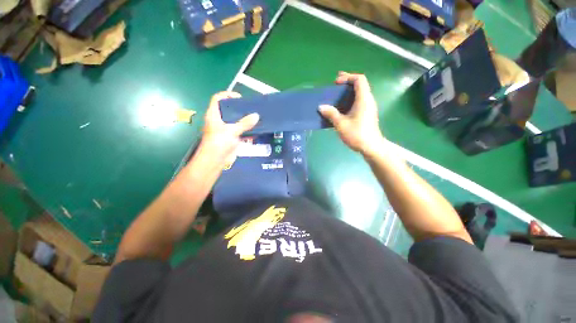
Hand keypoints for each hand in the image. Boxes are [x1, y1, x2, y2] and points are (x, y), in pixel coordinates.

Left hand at [200, 91, 258, 162]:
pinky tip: (256, 131)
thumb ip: (244, 123)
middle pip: (228, 110)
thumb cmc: (219, 143)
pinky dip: (247, 131)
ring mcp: (225, 130)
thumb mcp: (232, 131)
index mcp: (214, 115)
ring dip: (245, 120)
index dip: (227, 95)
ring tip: (256, 118)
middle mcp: (219, 121)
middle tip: (251, 109)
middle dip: (240, 109)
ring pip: (235, 121)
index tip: (240, 98)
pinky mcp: (230, 138)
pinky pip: (240, 131)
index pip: (218, 99)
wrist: (214, 161)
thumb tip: (256, 115)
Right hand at [319, 72, 385, 156]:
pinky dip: (350, 99)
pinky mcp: (367, 113)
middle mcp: (368, 100)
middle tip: (335, 85)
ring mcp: (369, 107)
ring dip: (348, 91)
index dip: (348, 77)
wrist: (371, 147)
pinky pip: (359, 101)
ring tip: (336, 95)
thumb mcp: (341, 124)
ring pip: (360, 93)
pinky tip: (342, 107)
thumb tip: (321, 107)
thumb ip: (331, 114)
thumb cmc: (357, 134)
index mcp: (363, 99)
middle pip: (360, 85)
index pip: (359, 79)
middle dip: (347, 82)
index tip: (336, 83)